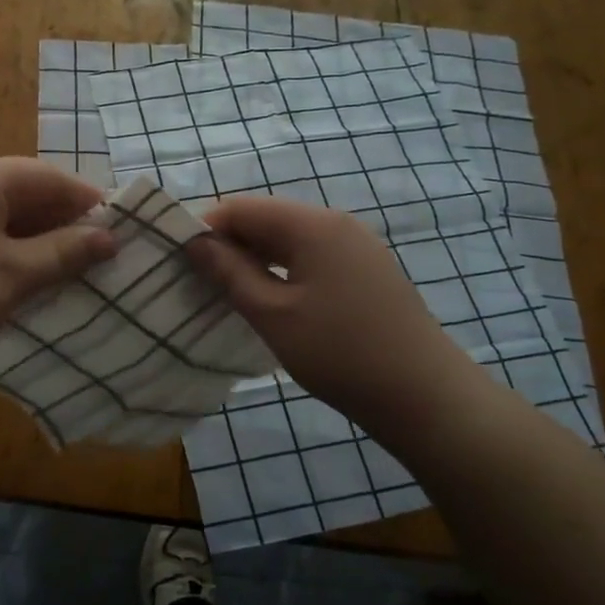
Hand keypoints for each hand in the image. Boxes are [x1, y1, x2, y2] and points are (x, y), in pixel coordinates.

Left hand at [0, 156, 117, 387]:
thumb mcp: (14, 276)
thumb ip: (64, 252)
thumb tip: (110, 236)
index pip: (47, 177)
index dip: (85, 201)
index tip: (116, 230)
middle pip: (19, 188)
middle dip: (57, 219)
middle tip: (90, 253)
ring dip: (27, 233)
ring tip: (55, 266)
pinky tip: (7, 272)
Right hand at [188, 195, 485, 438]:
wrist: (425, 397)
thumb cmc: (340, 353)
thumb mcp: (273, 314)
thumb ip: (230, 272)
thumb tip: (194, 241)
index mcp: (312, 225)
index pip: (242, 208)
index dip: (205, 227)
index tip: (179, 261)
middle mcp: (336, 224)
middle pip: (266, 219)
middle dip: (228, 244)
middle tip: (198, 281)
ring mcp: (355, 246)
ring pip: (288, 240)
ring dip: (254, 259)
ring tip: (227, 293)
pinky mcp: (365, 271)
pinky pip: (310, 257)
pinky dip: (282, 271)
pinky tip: (269, 300)